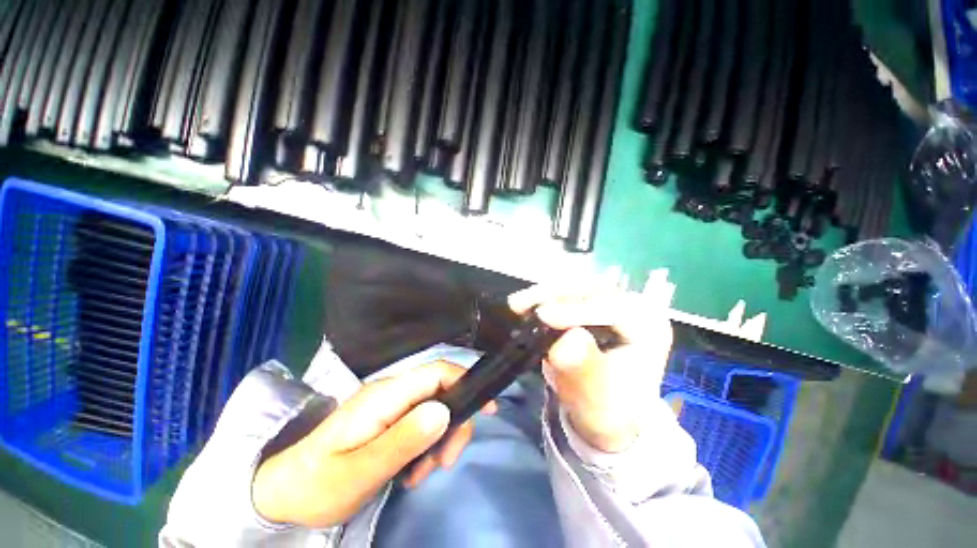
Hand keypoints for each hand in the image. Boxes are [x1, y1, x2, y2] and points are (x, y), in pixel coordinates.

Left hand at [252, 361, 494, 527]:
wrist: (283, 493)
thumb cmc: (318, 484)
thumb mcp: (360, 471)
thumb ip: (403, 440)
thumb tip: (444, 412)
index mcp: (385, 395)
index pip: (436, 372)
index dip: (465, 381)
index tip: (487, 408)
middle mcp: (391, 393)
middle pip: (440, 391)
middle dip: (453, 423)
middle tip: (445, 462)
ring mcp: (389, 406)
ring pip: (433, 408)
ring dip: (439, 438)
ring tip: (423, 473)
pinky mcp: (388, 419)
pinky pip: (420, 422)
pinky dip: (427, 444)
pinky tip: (414, 469)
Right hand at [509, 285, 672, 452]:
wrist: (605, 411)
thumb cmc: (608, 408)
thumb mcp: (598, 398)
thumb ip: (585, 370)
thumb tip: (566, 341)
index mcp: (649, 326)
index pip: (614, 308)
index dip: (575, 309)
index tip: (542, 315)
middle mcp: (633, 306)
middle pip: (591, 289)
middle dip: (553, 295)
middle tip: (520, 305)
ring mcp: (611, 301)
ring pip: (574, 286)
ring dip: (543, 293)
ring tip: (517, 304)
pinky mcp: (591, 303)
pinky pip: (565, 293)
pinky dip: (542, 298)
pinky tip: (525, 305)